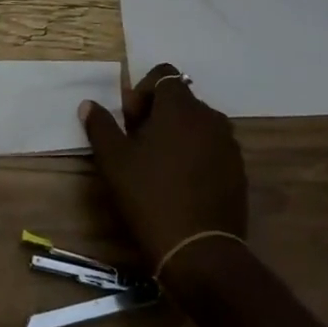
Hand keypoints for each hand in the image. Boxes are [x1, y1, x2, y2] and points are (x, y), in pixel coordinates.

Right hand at [80, 63, 246, 268]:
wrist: (199, 251)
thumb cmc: (150, 197)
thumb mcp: (114, 161)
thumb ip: (101, 126)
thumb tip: (89, 104)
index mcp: (180, 107)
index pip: (163, 75)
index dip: (142, 92)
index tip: (129, 121)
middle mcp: (210, 117)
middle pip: (180, 100)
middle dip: (157, 114)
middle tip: (137, 145)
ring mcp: (229, 145)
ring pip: (197, 125)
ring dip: (177, 134)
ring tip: (159, 166)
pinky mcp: (238, 171)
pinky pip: (212, 148)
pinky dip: (195, 154)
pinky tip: (181, 184)